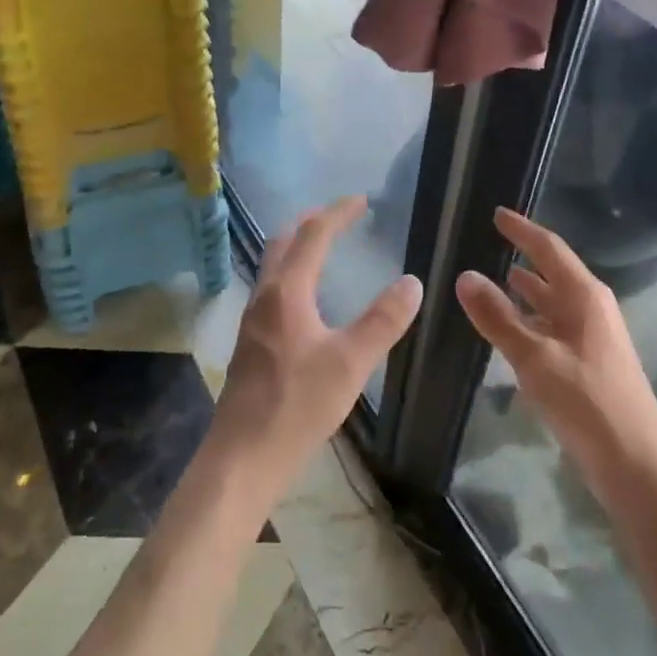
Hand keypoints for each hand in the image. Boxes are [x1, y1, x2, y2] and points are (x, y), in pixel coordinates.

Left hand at [209, 196, 422, 500]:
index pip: (313, 235)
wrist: (244, 455)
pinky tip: (308, 299)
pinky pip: (273, 289)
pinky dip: (293, 274)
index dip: (338, 213)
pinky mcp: (252, 343)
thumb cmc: (298, 404)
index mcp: (287, 291)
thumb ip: (383, 320)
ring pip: (274, 266)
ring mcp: (253, 320)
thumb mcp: (351, 362)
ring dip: (298, 247)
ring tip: (324, 248)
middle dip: (311, 222)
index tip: (361, 200)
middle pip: (284, 242)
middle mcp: (265, 296)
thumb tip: (412, 281)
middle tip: (339, 215)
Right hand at [455, 208, 656, 501]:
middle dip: (522, 257)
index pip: (549, 248)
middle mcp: (591, 309)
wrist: (636, 466)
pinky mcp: (588, 364)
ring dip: (524, 291)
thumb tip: (465, 276)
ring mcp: (592, 338)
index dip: (521, 229)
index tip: (496, 213)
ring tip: (491, 281)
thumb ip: (498, 317)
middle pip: (551, 272)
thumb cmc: (587, 402)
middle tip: (487, 246)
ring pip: (551, 303)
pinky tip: (509, 331)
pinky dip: (529, 321)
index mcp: (584, 296)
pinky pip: (552, 329)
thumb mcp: (535, 358)